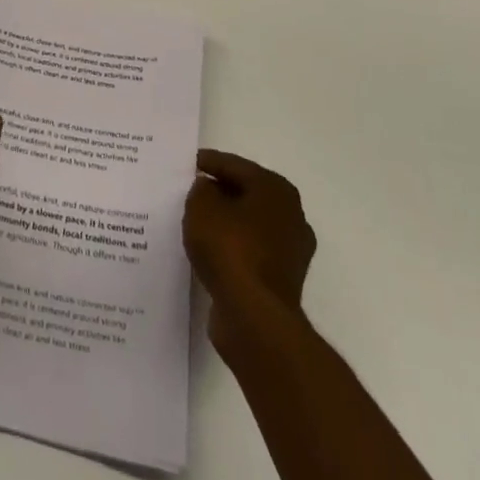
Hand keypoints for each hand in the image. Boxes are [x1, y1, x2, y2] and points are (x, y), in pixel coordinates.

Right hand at [183, 149, 315, 352]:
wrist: (255, 317)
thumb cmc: (230, 249)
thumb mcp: (202, 206)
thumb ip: (201, 189)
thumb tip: (209, 190)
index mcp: (276, 190)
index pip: (236, 166)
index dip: (209, 162)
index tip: (188, 162)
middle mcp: (292, 215)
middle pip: (247, 194)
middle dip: (220, 191)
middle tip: (191, 190)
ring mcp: (291, 251)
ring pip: (249, 224)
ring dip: (226, 222)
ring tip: (196, 222)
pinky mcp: (282, 280)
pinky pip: (250, 251)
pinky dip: (232, 248)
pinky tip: (210, 252)